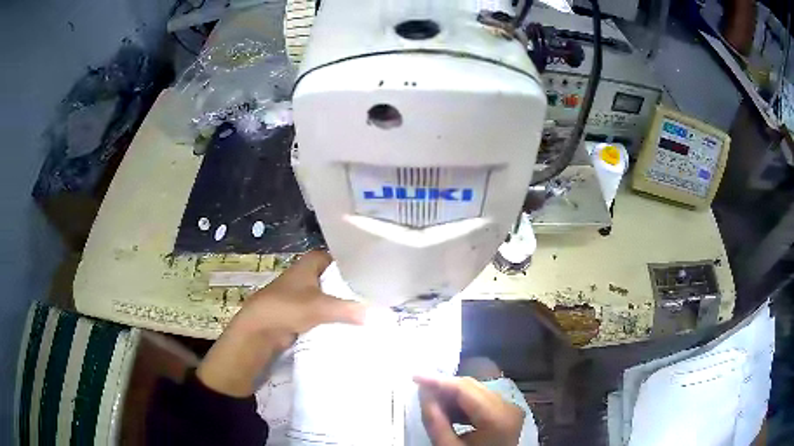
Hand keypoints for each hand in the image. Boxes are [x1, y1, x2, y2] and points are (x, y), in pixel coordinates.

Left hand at [197, 251, 365, 396]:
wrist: (260, 328)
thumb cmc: (287, 307)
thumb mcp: (320, 306)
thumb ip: (348, 309)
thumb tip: (376, 314)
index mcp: (310, 263)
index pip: (339, 256)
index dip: (355, 263)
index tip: (375, 273)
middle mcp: (308, 274)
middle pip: (336, 277)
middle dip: (353, 286)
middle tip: (377, 294)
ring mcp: (304, 293)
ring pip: (331, 294)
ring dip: (345, 302)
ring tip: (370, 308)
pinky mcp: (302, 310)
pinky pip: (325, 310)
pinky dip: (335, 315)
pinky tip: (352, 322)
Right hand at [415, 376, 524, 445]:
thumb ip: (435, 421)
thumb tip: (424, 392)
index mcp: (498, 417)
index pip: (465, 389)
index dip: (438, 380)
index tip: (415, 376)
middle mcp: (508, 407)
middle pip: (472, 388)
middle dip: (444, 388)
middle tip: (420, 392)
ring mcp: (510, 409)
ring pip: (475, 392)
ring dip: (451, 397)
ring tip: (431, 405)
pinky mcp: (506, 413)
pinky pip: (481, 401)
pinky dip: (462, 405)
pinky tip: (446, 413)